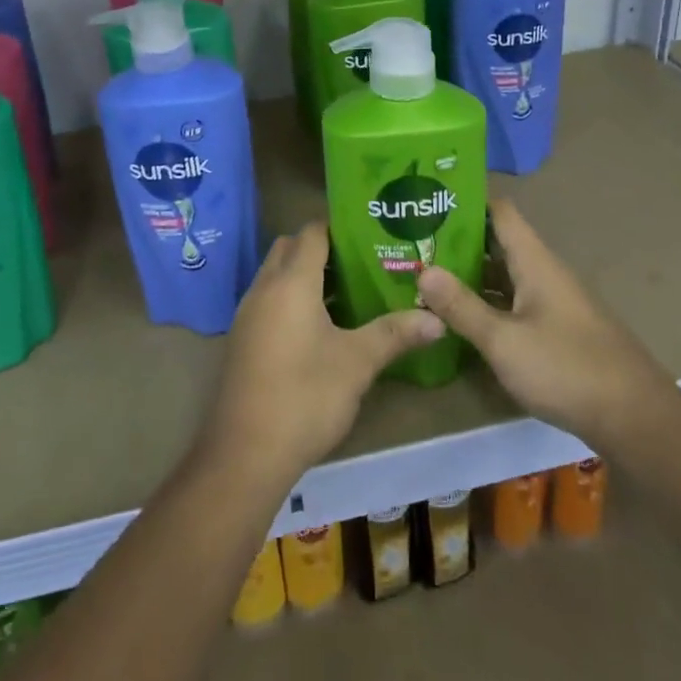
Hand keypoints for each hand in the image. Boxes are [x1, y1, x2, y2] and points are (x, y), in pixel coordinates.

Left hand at [201, 222, 443, 489]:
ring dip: (305, 274)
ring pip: (276, 274)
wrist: (245, 454)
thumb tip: (437, 319)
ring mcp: (248, 313)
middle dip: (322, 248)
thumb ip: (394, 334)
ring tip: (348, 291)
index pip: (312, 232)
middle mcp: (264, 288)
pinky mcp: (243, 338)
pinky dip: (291, 298)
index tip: (371, 233)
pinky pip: (269, 299)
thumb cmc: (305, 397)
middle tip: (361, 261)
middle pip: (290, 247)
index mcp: (291, 282)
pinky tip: (320, 326)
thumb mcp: (357, 363)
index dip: (339, 226)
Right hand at [415, 197, 669, 453]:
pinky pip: (515, 301)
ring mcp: (553, 302)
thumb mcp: (504, 341)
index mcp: (535, 261)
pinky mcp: (558, 330)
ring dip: (470, 274)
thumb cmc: (566, 368)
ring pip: (505, 275)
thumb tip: (423, 270)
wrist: (635, 418)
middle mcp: (545, 272)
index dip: (466, 201)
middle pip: (498, 242)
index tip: (429, 201)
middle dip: (458, 241)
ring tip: (426, 275)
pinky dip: (488, 301)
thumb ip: (462, 307)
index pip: (499, 211)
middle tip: (414, 243)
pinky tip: (461, 317)